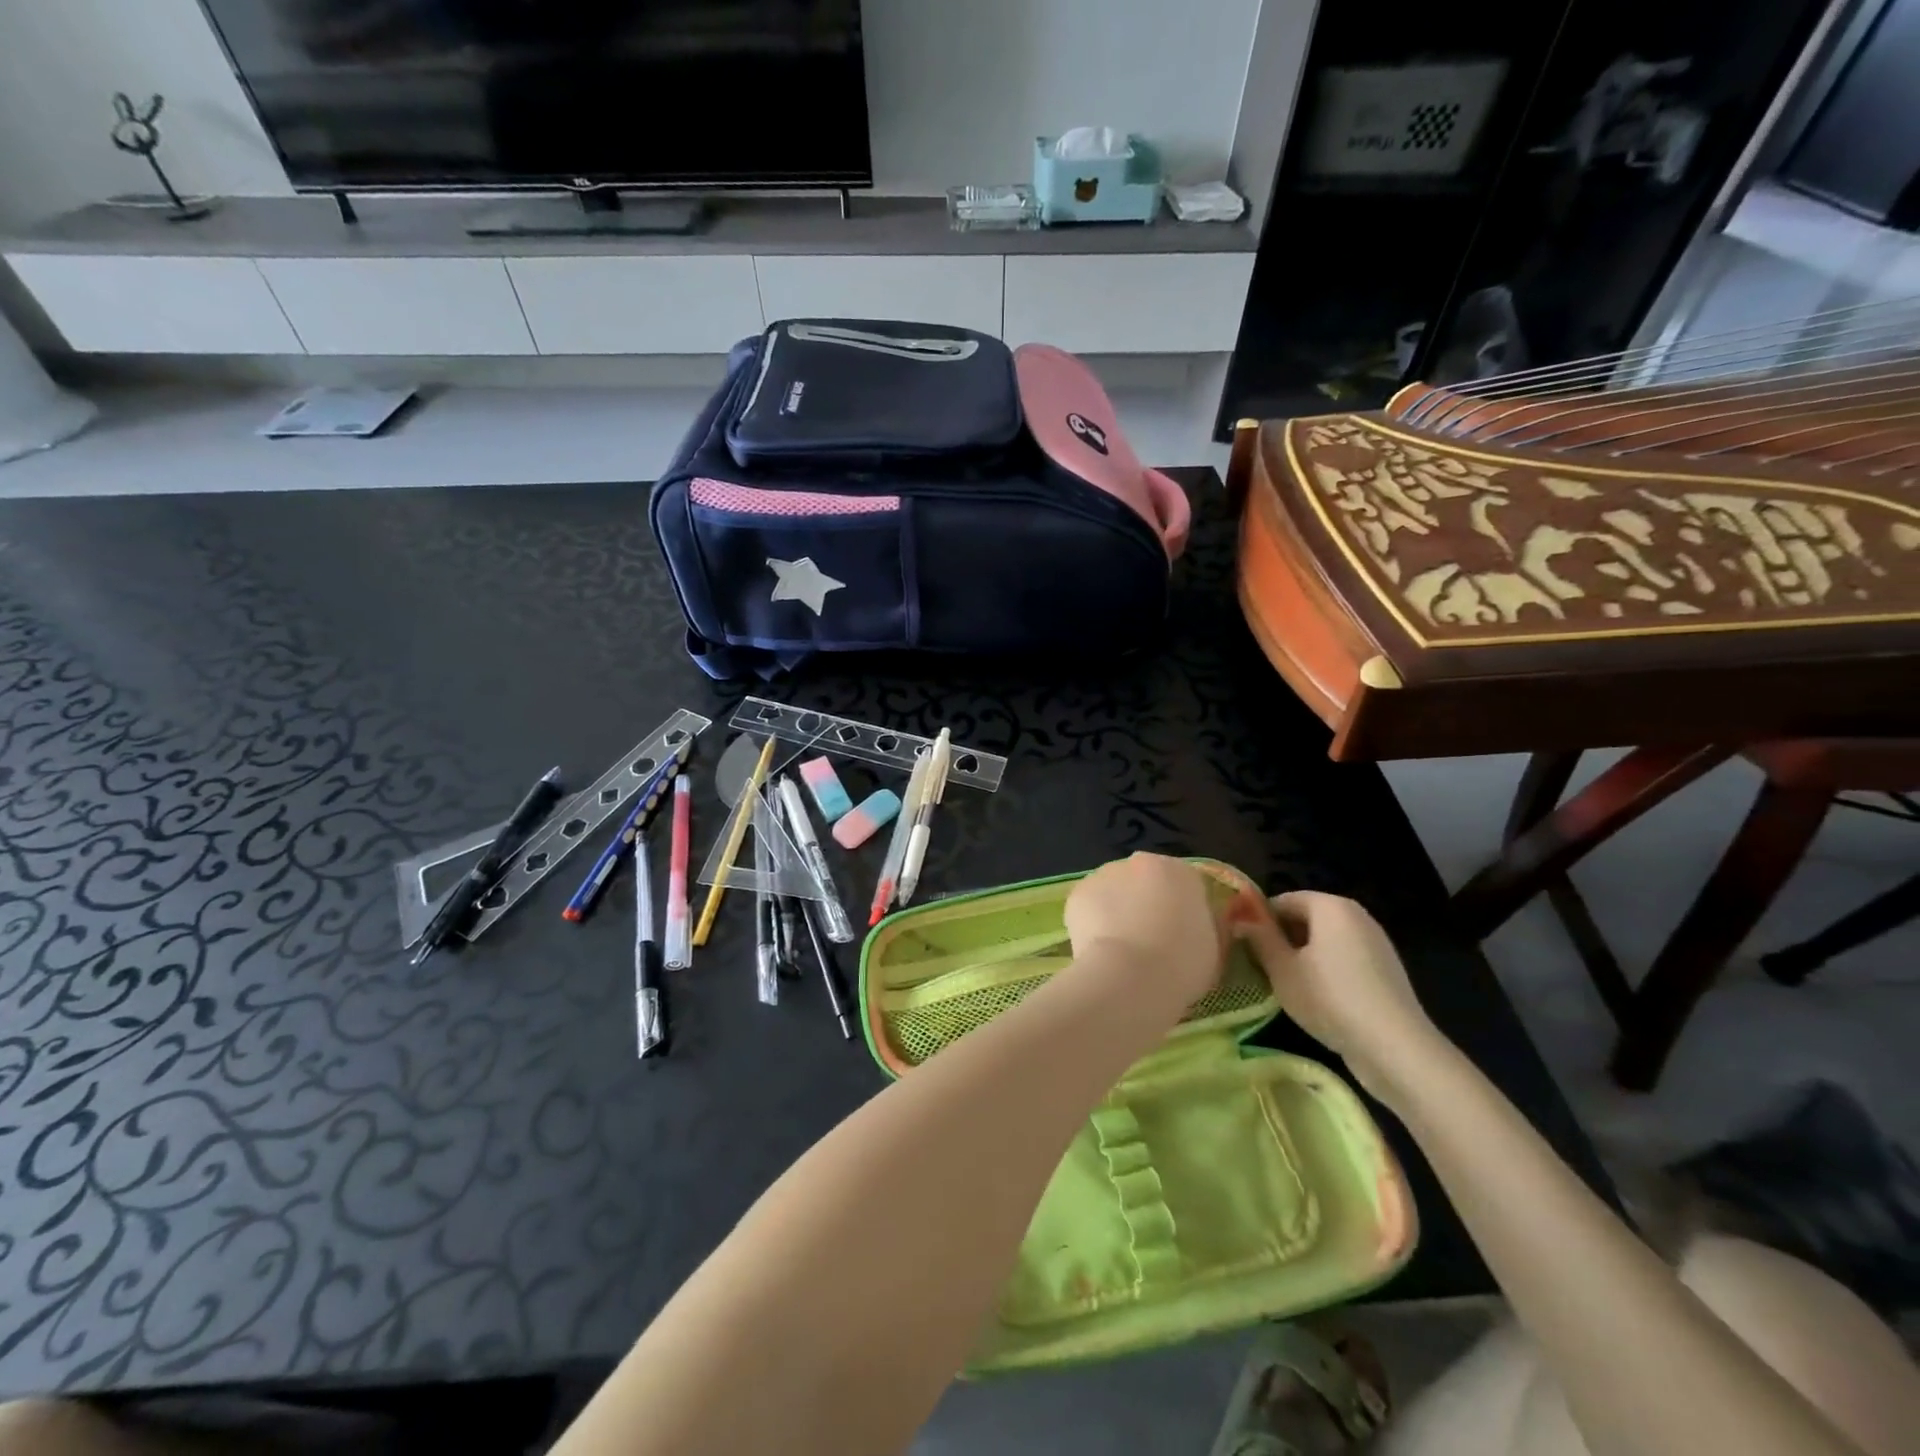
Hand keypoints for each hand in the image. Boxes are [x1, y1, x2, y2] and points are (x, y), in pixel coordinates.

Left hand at [1065, 854, 1224, 1006]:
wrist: (1130, 975)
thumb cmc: (1182, 964)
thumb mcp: (1214, 946)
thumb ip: (1206, 924)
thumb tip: (1198, 920)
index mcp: (1181, 871)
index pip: (1184, 885)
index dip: (1181, 911)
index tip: (1179, 937)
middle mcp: (1142, 862)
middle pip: (1145, 882)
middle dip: (1145, 904)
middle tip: (1148, 942)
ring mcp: (1106, 873)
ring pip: (1114, 891)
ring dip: (1117, 909)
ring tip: (1120, 948)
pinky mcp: (1079, 892)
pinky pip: (1089, 906)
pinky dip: (1092, 921)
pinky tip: (1098, 947)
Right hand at [1235, 891, 1445, 1104]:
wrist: (1395, 1047)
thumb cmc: (1330, 998)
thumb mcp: (1282, 969)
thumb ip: (1259, 937)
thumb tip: (1240, 917)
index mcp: (1330, 905)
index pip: (1282, 900)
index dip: (1259, 921)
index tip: (1245, 947)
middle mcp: (1356, 915)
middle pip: (1306, 917)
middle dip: (1282, 938)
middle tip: (1262, 967)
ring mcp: (1376, 942)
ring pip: (1325, 940)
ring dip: (1303, 955)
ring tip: (1287, 985)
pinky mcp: (1386, 969)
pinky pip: (1345, 957)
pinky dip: (1327, 969)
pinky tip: (1319, 997)